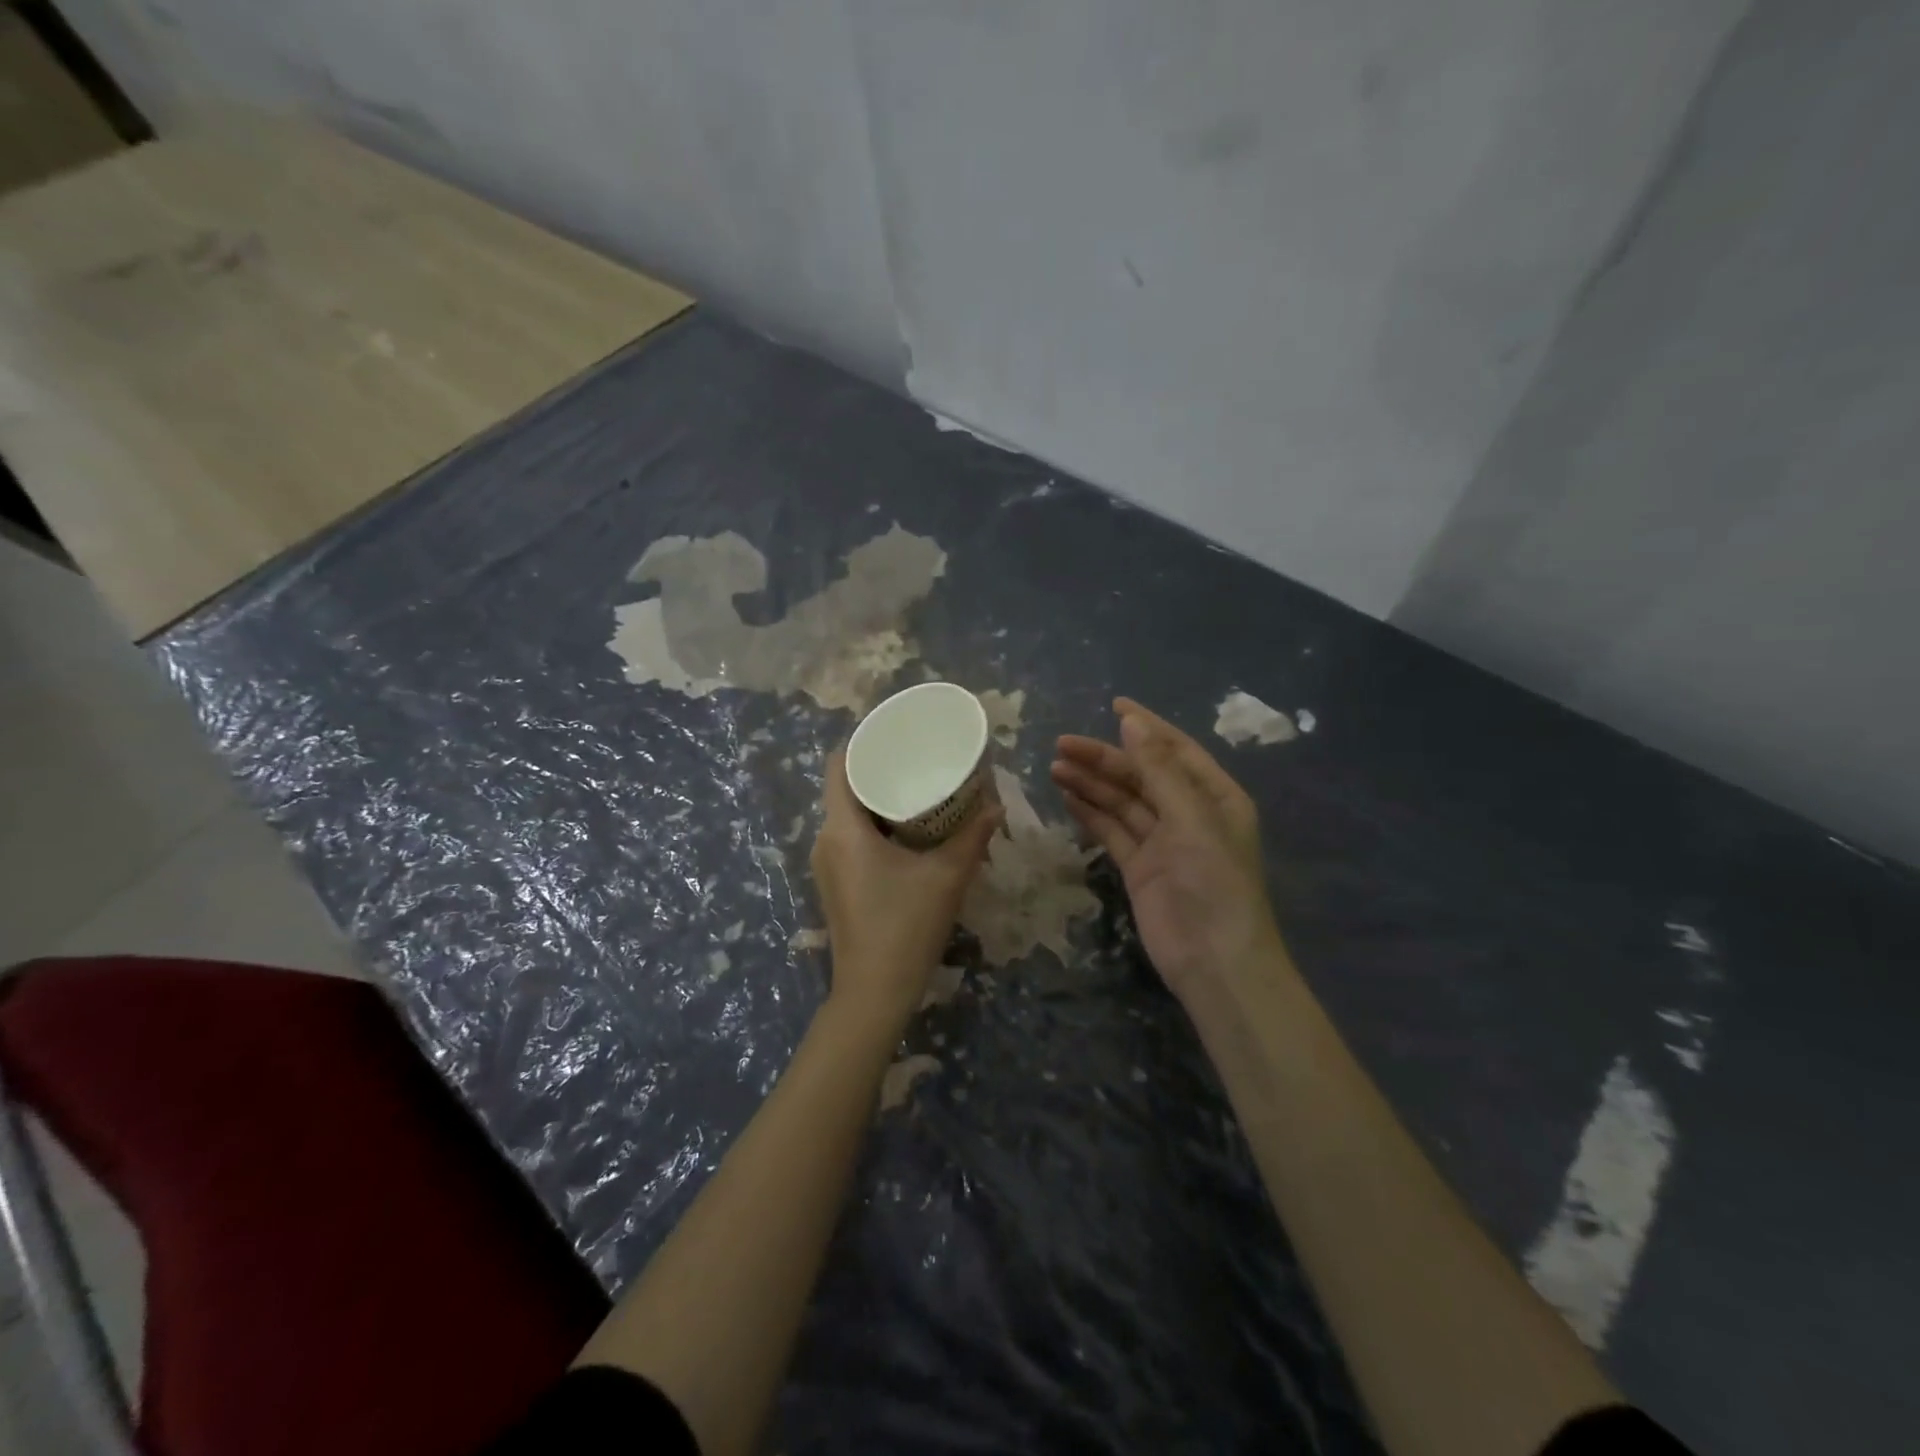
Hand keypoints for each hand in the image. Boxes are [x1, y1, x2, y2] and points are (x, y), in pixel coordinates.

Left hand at [811, 751, 1001, 1026]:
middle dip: (878, 769)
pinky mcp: (835, 884)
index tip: (894, 732)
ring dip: (877, 799)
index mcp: (842, 829)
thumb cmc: (905, 926)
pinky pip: (849, 838)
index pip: (838, 765)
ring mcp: (826, 865)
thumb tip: (997, 806)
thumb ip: (973, 836)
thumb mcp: (947, 876)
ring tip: (917, 788)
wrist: (874, 992)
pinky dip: (874, 825)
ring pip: (847, 815)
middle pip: (843, 788)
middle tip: (917, 758)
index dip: (861, 742)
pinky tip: (908, 830)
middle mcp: (825, 840)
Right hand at [1052, 698, 1282, 995]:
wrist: (1214, 961)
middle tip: (1061, 744)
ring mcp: (1163, 841)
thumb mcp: (1190, 817)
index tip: (1112, 704)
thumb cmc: (1213, 881)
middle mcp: (1189, 813)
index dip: (1145, 726)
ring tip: (1055, 766)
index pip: (1174, 749)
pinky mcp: (1139, 867)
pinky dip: (1091, 813)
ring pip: (1122, 801)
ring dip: (1092, 783)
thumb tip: (1131, 720)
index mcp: (1214, 795)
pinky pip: (1113, 830)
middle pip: (1141, 774)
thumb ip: (1158, 769)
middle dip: (1104, 758)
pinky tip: (1067, 796)